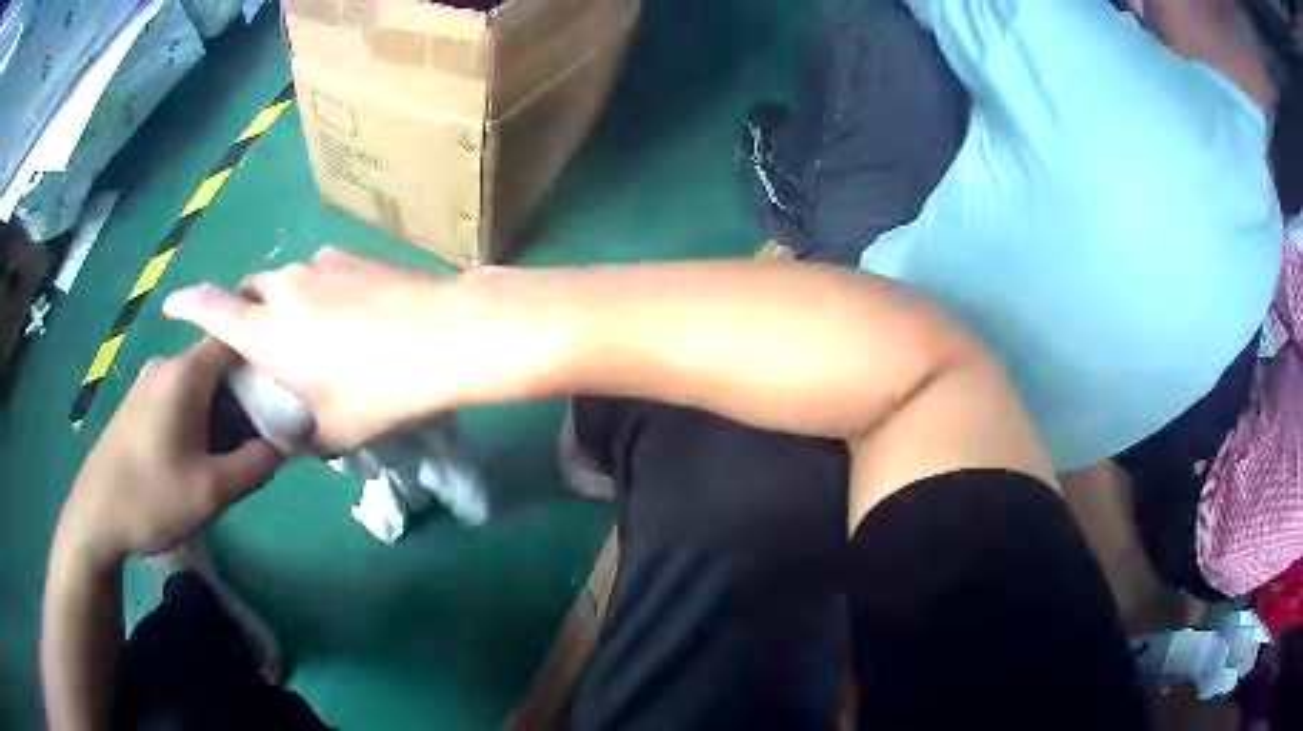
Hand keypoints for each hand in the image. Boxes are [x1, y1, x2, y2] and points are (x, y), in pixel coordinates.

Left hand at [55, 340, 281, 567]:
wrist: (95, 517)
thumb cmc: (151, 499)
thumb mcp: (211, 492)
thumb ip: (254, 465)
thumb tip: (287, 444)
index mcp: (183, 375)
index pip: (234, 337)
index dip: (264, 350)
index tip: (289, 379)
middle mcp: (165, 367)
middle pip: (217, 362)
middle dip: (247, 391)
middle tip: (268, 430)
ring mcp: (148, 385)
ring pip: (198, 383)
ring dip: (223, 408)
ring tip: (238, 449)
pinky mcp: (138, 405)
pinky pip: (180, 397)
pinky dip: (201, 416)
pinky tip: (202, 454)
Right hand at [162, 247, 566, 450]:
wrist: (445, 335)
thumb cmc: (381, 390)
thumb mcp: (336, 432)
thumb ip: (305, 440)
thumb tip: (295, 445)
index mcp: (266, 331)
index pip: (210, 310)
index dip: (186, 304)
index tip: (171, 303)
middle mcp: (284, 290)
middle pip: (248, 290)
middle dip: (243, 309)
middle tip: (256, 339)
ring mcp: (319, 265)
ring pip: (284, 279)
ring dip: (281, 300)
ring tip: (304, 330)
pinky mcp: (352, 255)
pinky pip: (318, 271)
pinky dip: (314, 290)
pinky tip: (343, 313)